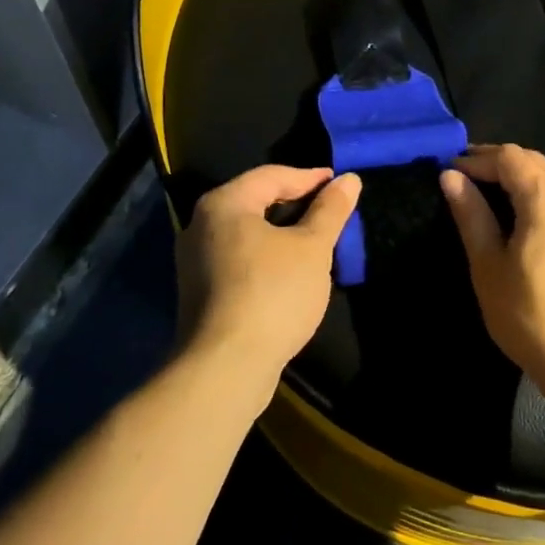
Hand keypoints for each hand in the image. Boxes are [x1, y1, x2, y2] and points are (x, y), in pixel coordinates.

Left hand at [176, 165, 360, 396]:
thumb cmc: (272, 293)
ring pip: (247, 234)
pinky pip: (238, 260)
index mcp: (224, 204)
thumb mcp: (312, 248)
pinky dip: (266, 258)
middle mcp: (200, 225)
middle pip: (255, 202)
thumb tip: (349, 179)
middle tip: (329, 210)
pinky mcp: (199, 293)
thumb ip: (330, 210)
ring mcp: (195, 262)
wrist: (225, 369)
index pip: (271, 176)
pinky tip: (289, 274)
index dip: (309, 177)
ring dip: (282, 234)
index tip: (339, 184)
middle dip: (295, 204)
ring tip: (315, 241)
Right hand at [440, 145, 544, 390]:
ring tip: (491, 193)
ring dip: (522, 175)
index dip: (477, 158)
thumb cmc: (532, 316)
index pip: (508, 157)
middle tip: (466, 176)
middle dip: (498, 162)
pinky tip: (526, 214)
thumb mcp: (489, 266)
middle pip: (533, 160)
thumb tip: (451, 176)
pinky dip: (542, 191)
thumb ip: (471, 215)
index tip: (450, 171)